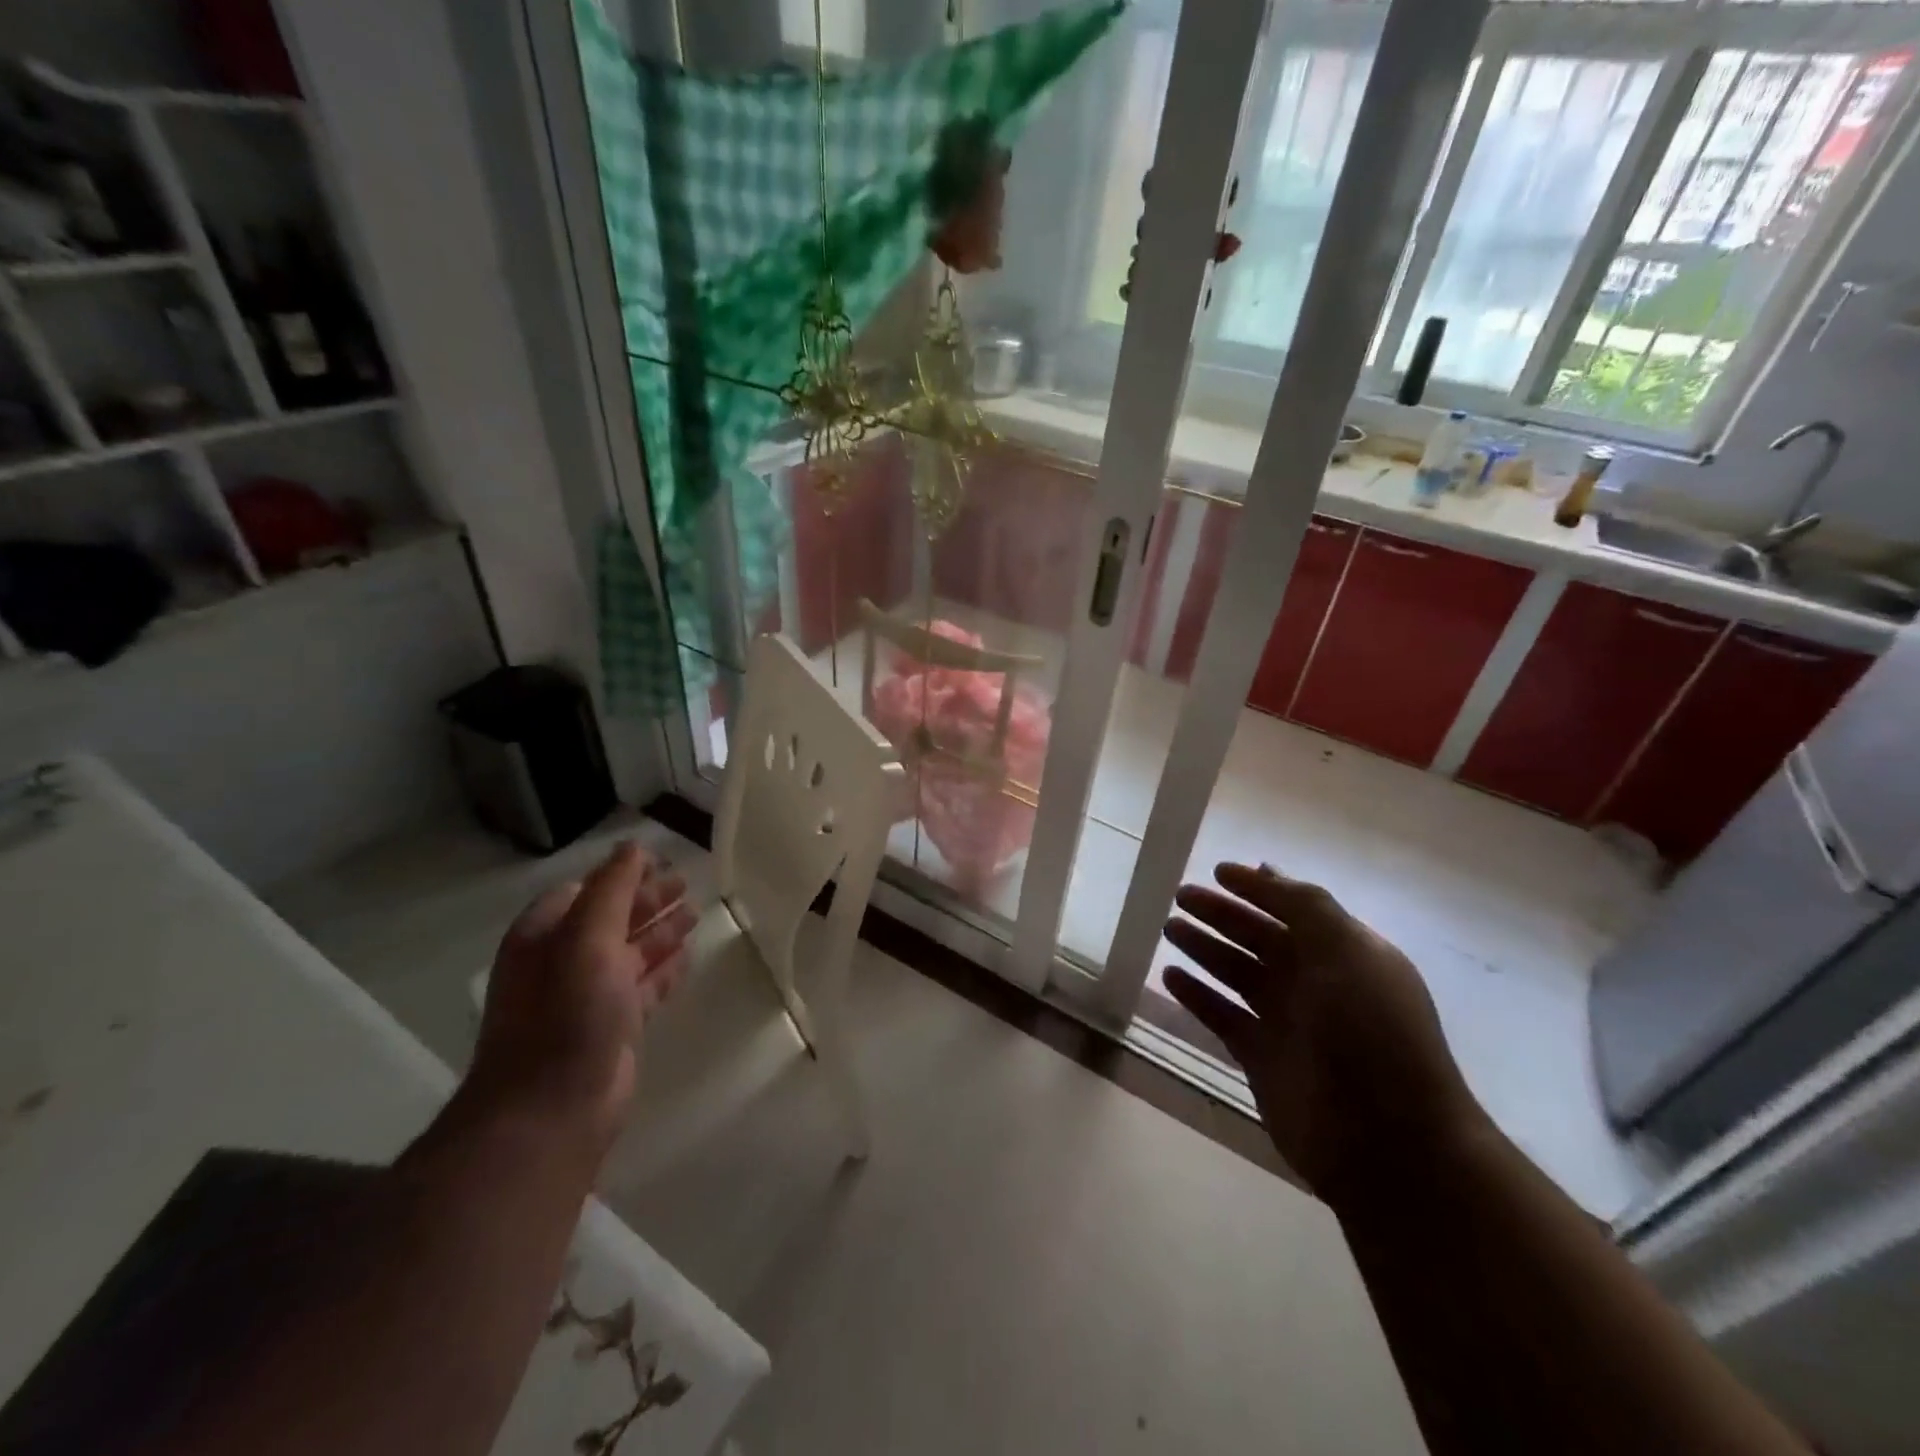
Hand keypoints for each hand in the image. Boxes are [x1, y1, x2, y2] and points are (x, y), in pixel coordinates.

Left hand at [466, 842, 695, 1149]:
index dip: (623, 873)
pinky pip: (645, 985)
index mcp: (546, 935)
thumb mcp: (587, 938)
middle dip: (647, 899)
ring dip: (661, 931)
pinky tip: (688, 956)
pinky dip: (665, 968)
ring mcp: (589, 997)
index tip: (663, 860)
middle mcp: (564, 961)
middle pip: (612, 918)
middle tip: (686, 882)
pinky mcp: (614, 1026)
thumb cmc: (566, 1013)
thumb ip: (612, 888)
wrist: (553, 1108)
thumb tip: (633, 846)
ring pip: (632, 951)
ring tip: (696, 912)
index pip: (587, 889)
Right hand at [1163, 863, 1489, 1208]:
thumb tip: (1267, 869)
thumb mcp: (1347, 951)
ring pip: (1235, 972)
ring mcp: (1287, 1022)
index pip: (1293, 908)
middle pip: (1258, 937)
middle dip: (1221, 914)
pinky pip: (1221, 1015)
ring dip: (1203, 948)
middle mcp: (1315, 982)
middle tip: (1180, 895)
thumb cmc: (1371, 1031)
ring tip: (1169, 927)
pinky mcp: (1260, 1058)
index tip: (1217, 871)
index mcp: (1343, 953)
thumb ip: (1306, 906)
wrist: (1387, 1140)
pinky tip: (1169, 976)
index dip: (1257, 888)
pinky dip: (1196, 995)